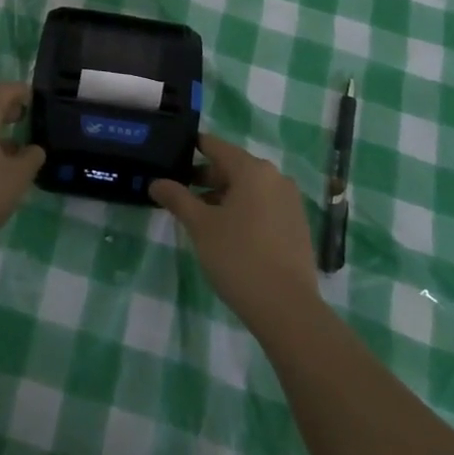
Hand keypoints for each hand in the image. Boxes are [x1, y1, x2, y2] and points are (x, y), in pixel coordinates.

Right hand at [151, 134, 320, 333]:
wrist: (287, 308)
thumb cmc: (238, 257)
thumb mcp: (200, 226)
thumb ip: (177, 198)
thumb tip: (156, 182)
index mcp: (252, 169)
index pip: (216, 146)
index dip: (193, 148)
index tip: (173, 154)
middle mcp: (275, 177)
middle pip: (233, 167)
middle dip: (206, 178)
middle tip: (181, 193)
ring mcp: (290, 201)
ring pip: (250, 188)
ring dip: (224, 196)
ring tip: (201, 217)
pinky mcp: (297, 225)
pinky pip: (265, 206)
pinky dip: (245, 210)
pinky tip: (229, 233)